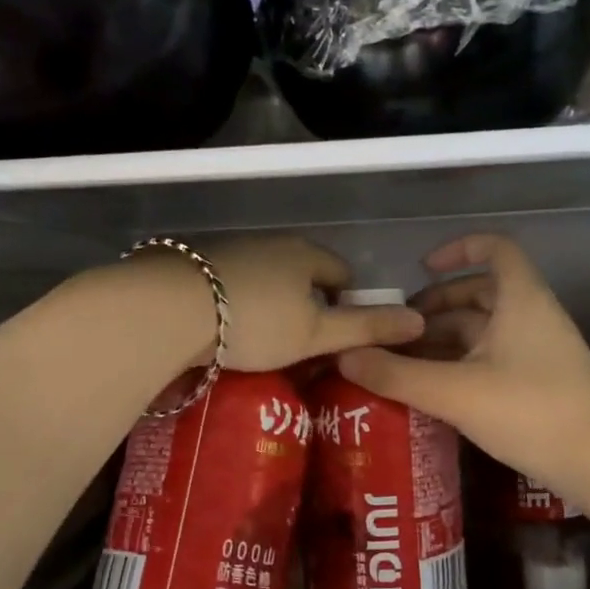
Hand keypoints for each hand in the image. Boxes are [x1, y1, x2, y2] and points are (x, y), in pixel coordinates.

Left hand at [175, 235, 424, 373]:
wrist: (170, 308)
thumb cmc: (255, 321)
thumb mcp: (316, 333)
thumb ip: (366, 328)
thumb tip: (419, 321)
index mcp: (306, 254)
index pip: (342, 272)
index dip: (346, 303)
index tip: (334, 337)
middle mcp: (272, 243)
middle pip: (303, 273)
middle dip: (307, 305)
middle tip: (300, 345)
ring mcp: (232, 249)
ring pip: (267, 277)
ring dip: (271, 303)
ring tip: (262, 341)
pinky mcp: (197, 263)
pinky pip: (234, 283)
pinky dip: (238, 302)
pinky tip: (226, 329)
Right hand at [337, 234, 589, 492]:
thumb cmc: (531, 411)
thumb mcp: (455, 392)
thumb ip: (396, 374)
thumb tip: (343, 355)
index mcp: (520, 299)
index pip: (495, 249)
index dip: (458, 249)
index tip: (422, 269)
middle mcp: (532, 315)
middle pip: (481, 292)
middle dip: (436, 305)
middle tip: (397, 327)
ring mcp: (540, 350)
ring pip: (485, 329)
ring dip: (445, 337)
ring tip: (404, 359)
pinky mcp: (541, 381)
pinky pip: (494, 356)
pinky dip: (462, 362)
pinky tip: (434, 388)